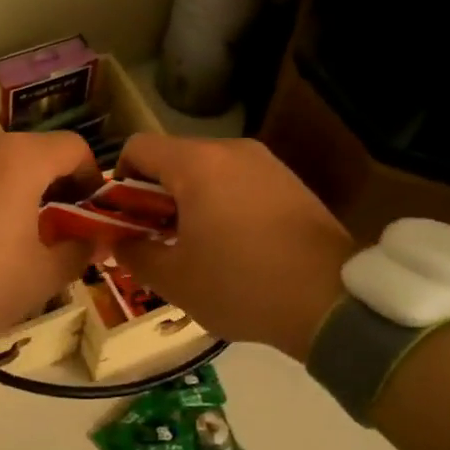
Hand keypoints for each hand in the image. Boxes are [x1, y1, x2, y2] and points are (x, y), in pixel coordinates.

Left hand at [0, 130, 99, 344]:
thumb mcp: (41, 278)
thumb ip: (78, 252)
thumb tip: (94, 240)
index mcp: (20, 159)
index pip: (73, 147)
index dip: (92, 176)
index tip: (91, 209)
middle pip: (33, 152)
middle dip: (52, 184)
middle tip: (55, 225)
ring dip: (14, 188)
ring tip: (11, 231)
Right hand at [114, 135, 351, 361]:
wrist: (333, 302)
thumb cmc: (241, 285)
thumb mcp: (174, 279)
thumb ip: (134, 252)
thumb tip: (117, 241)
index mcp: (197, 164)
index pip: (138, 148)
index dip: (119, 181)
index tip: (124, 220)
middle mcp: (231, 150)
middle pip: (173, 158)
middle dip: (154, 196)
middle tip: (155, 239)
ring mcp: (266, 163)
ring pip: (207, 171)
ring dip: (188, 201)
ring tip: (195, 246)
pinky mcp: (289, 182)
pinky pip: (238, 181)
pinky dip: (221, 203)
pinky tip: (232, 245)